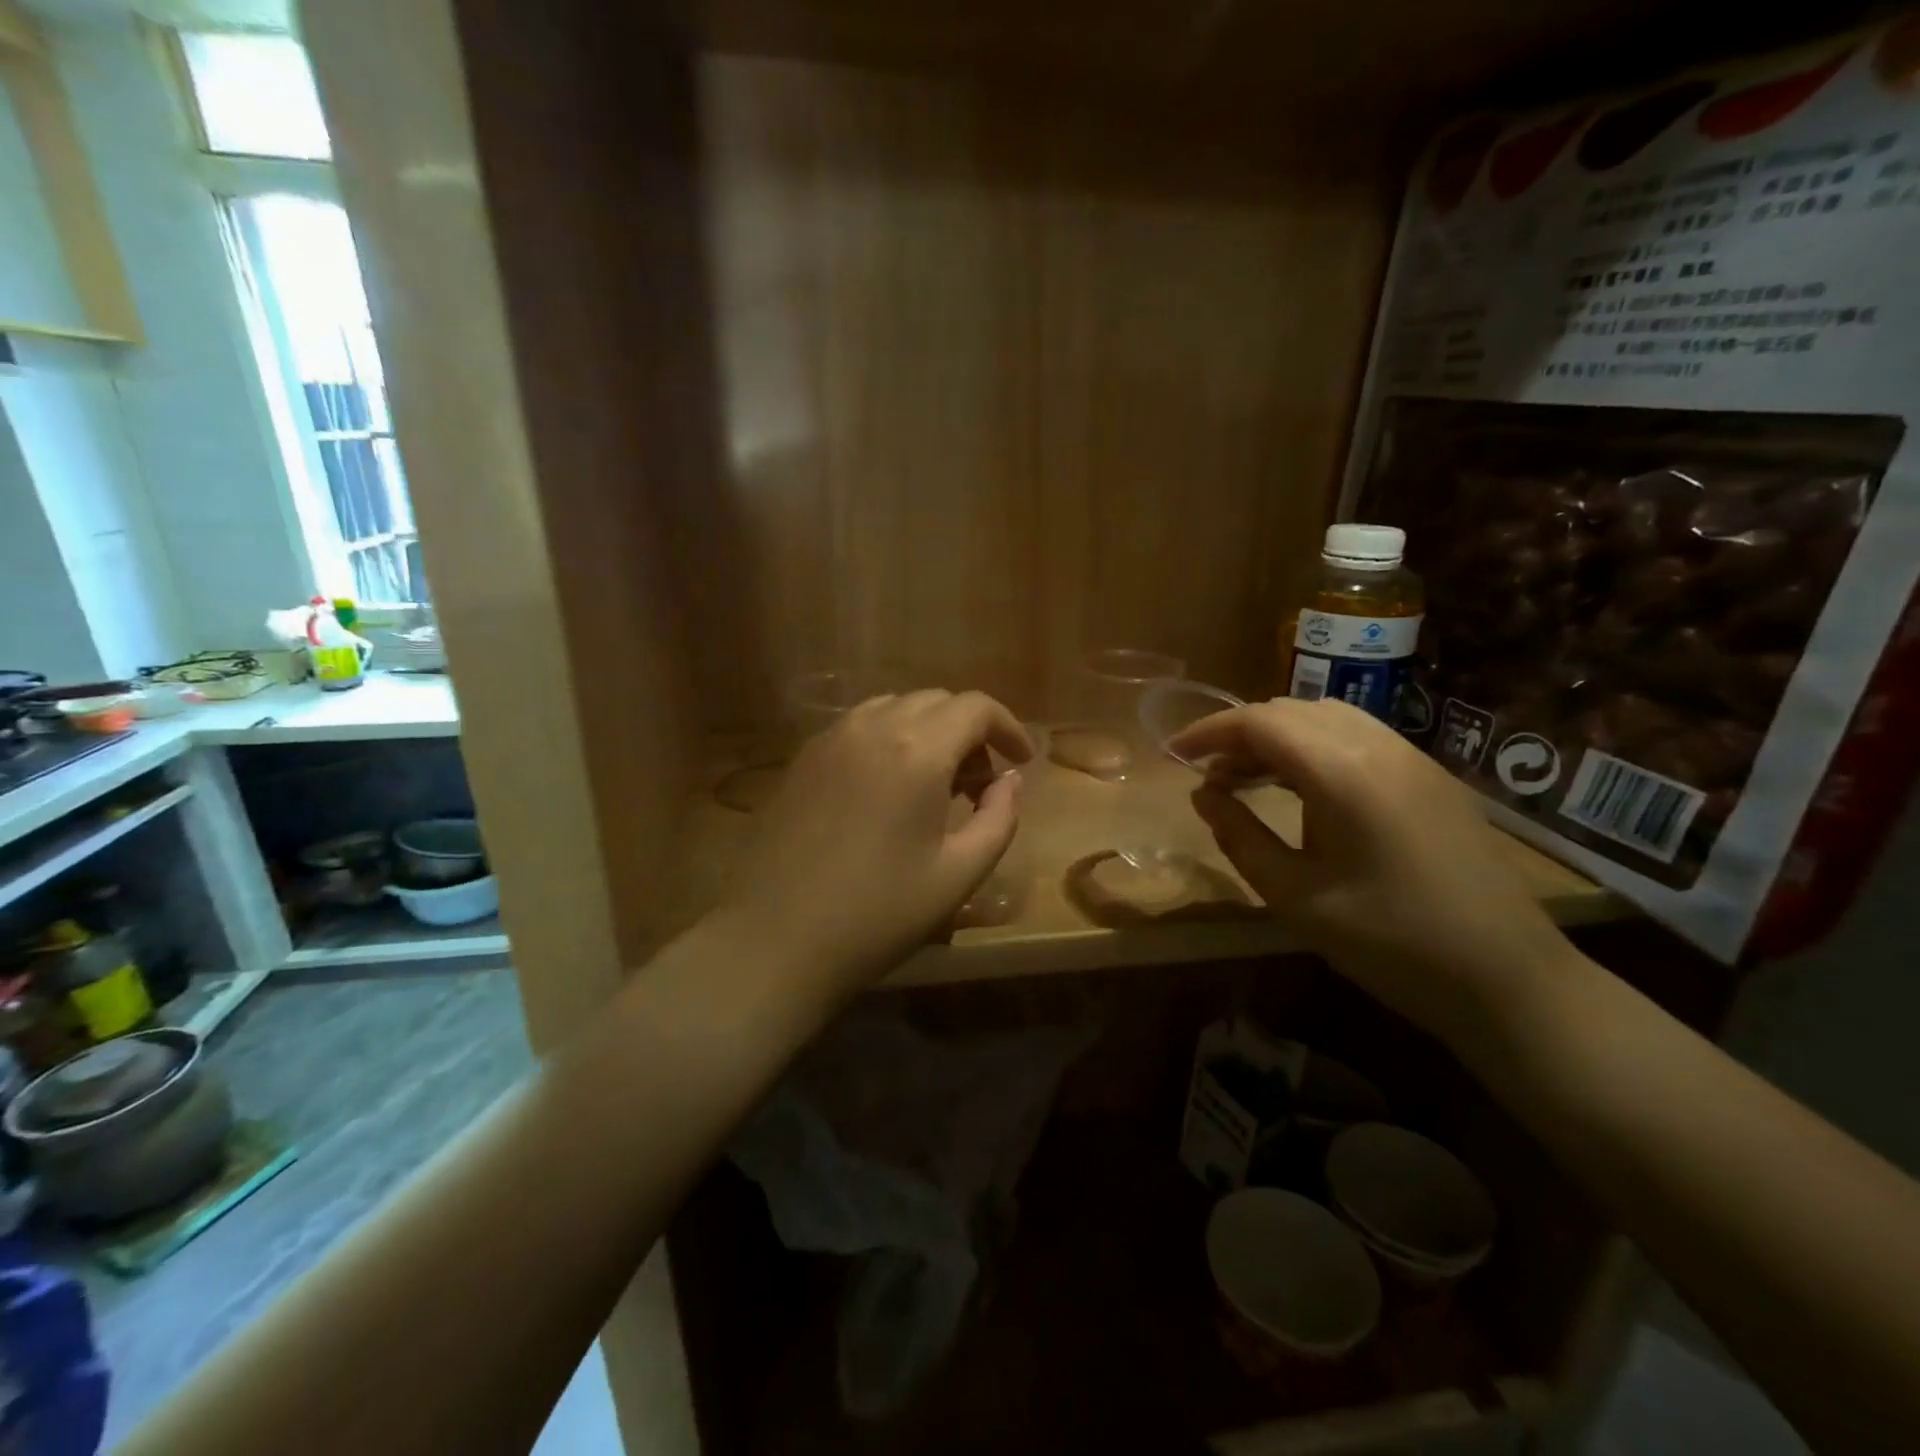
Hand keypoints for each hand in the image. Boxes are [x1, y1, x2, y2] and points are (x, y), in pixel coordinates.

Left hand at [721, 690, 1031, 996]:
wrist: (776, 939)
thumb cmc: (878, 913)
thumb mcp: (958, 874)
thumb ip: (999, 818)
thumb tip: (1010, 781)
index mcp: (917, 751)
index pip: (975, 707)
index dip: (1008, 727)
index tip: (1022, 761)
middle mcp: (872, 727)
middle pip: (937, 701)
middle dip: (970, 732)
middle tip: (980, 784)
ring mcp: (831, 738)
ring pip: (895, 708)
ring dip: (928, 731)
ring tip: (935, 783)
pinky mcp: (803, 757)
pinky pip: (860, 726)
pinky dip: (890, 738)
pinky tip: (888, 787)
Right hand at [1167, 698, 1578, 1042]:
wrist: (1509, 980)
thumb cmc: (1390, 943)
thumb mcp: (1295, 896)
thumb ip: (1240, 836)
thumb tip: (1203, 794)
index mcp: (1342, 772)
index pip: (1259, 722)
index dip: (1207, 731)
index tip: (1173, 754)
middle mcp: (1379, 746)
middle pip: (1291, 711)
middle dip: (1239, 733)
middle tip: (1207, 775)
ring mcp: (1413, 758)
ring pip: (1327, 719)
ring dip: (1278, 738)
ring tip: (1247, 779)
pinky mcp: (1432, 777)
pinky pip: (1359, 738)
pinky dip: (1315, 748)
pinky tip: (1303, 789)